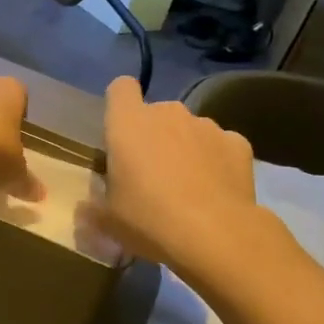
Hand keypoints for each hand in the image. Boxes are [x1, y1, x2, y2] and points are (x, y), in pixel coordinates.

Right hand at [86, 77, 257, 271]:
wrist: (215, 234)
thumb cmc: (149, 219)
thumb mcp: (108, 220)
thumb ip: (94, 208)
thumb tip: (86, 209)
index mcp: (128, 124)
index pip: (121, 88)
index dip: (120, 104)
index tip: (121, 131)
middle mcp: (168, 113)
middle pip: (156, 113)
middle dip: (153, 136)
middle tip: (151, 175)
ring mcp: (206, 125)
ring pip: (189, 130)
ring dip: (185, 148)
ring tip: (189, 187)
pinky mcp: (238, 143)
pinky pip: (220, 146)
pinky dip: (216, 161)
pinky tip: (216, 190)